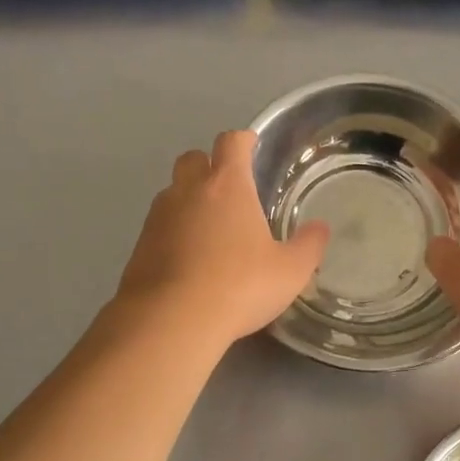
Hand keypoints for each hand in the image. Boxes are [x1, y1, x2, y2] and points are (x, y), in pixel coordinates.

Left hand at [116, 130, 328, 347]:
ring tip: (209, 229)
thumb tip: (320, 228)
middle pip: (193, 159)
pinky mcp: (139, 246)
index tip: (251, 145)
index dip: (243, 140)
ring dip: (189, 200)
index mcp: (227, 186)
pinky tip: (188, 259)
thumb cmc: (239, 287)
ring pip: (172, 192)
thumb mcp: (290, 271)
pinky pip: (159, 226)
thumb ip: (308, 246)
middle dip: (209, 165)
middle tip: (229, 189)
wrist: (172, 320)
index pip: (232, 143)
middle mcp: (188, 191)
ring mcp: (158, 217)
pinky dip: (173, 232)